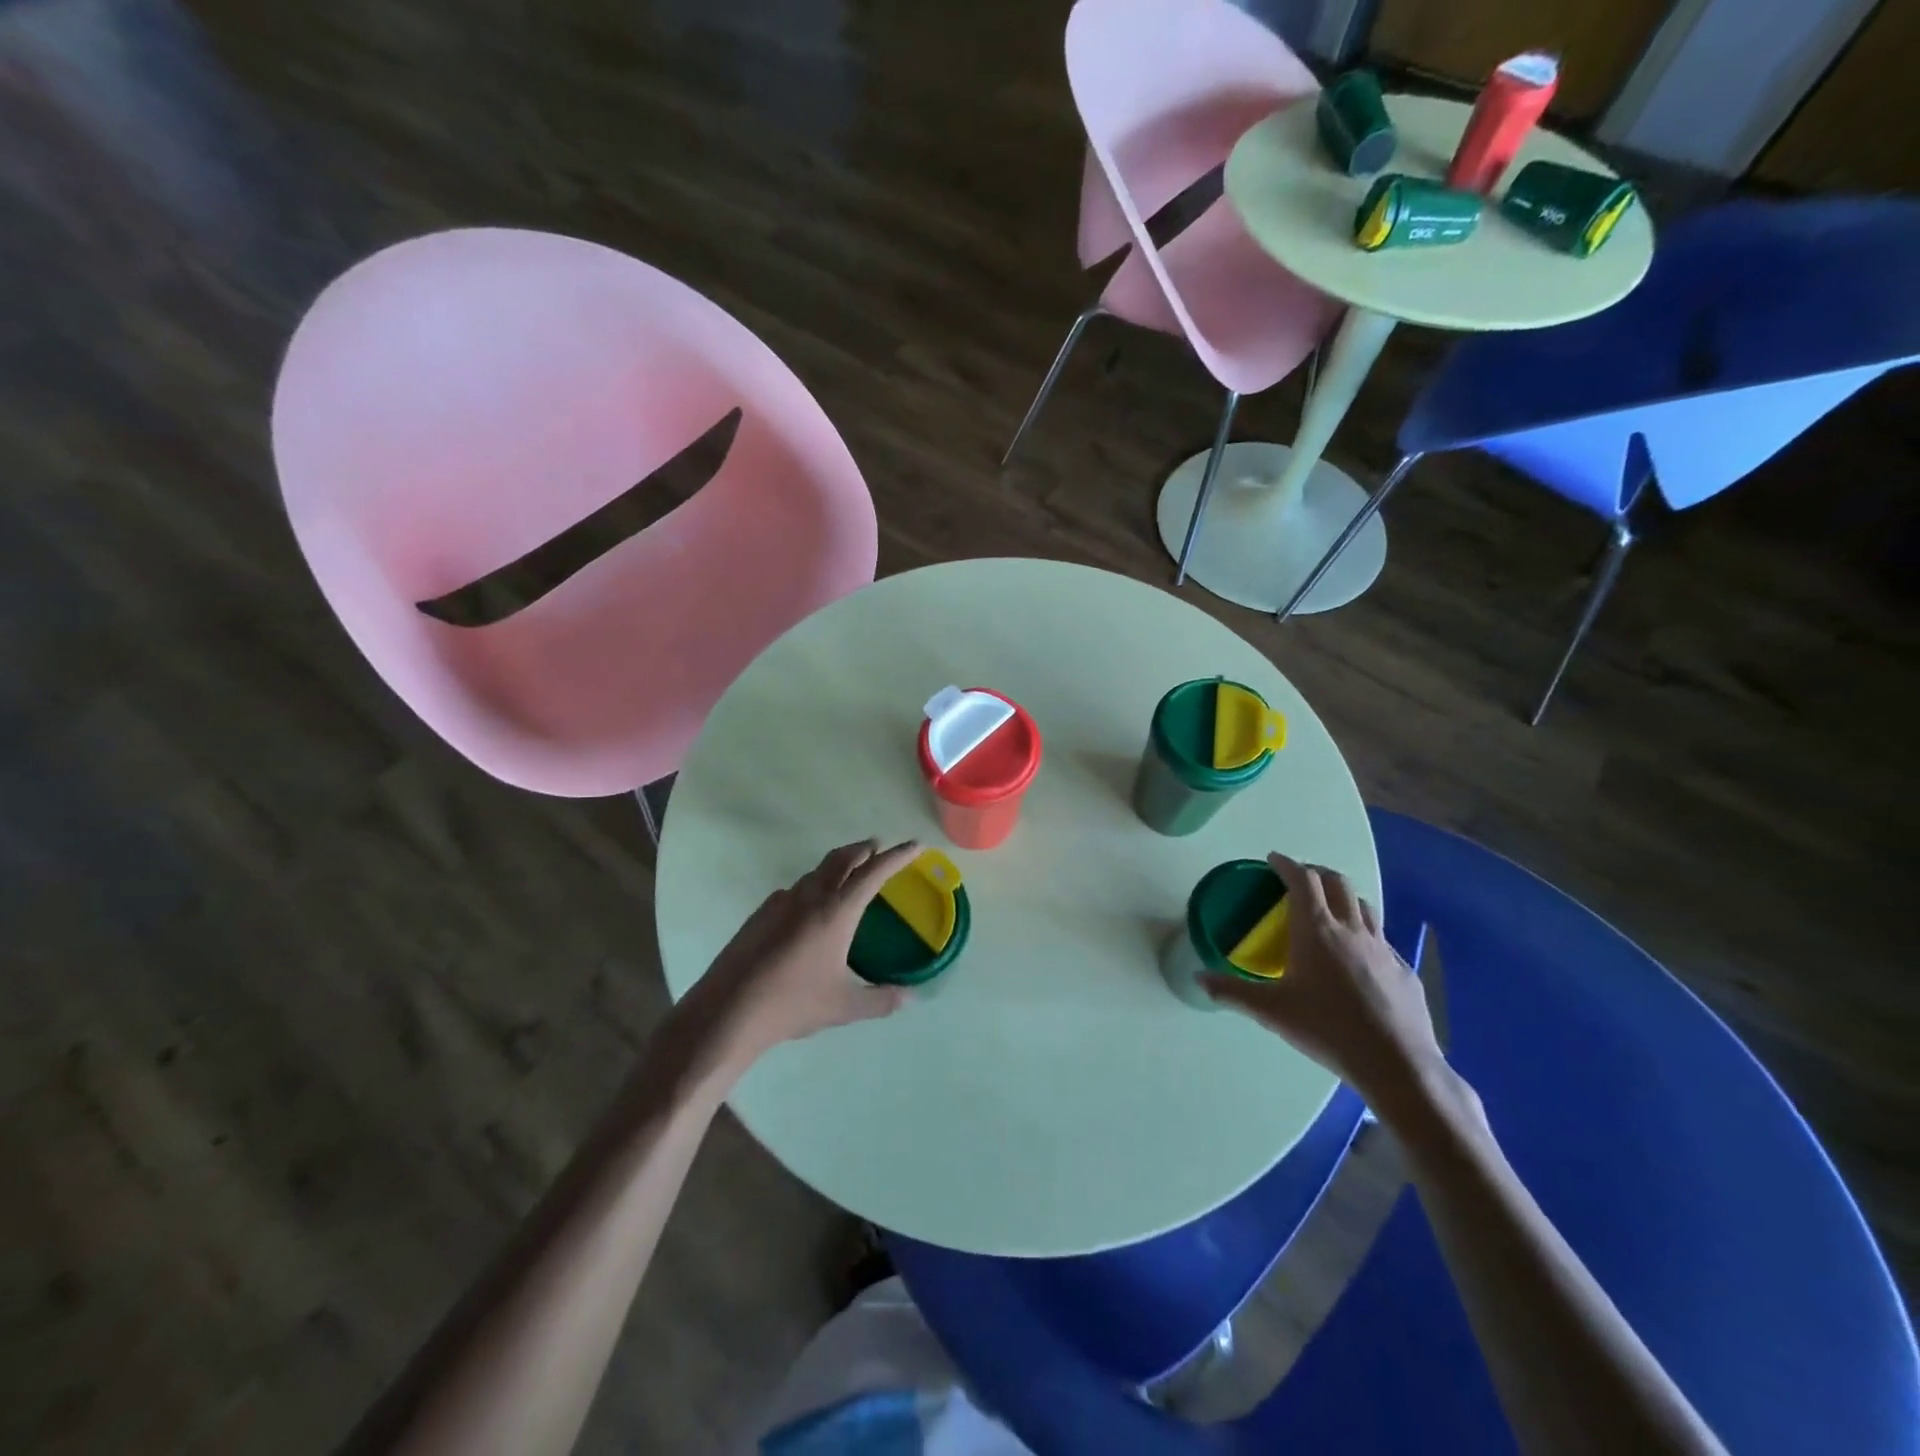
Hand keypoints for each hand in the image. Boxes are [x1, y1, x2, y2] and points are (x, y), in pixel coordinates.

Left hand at [681, 838, 920, 1079]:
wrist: (728, 1010)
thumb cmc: (792, 1004)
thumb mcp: (844, 1006)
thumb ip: (881, 1000)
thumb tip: (911, 998)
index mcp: (836, 911)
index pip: (874, 872)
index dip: (898, 856)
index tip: (915, 845)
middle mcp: (810, 896)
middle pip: (842, 858)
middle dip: (864, 850)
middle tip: (879, 849)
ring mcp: (781, 902)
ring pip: (817, 871)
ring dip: (838, 865)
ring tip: (849, 876)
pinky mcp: (761, 914)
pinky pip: (796, 889)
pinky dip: (814, 886)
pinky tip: (811, 910)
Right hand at [1202, 852, 1445, 1109]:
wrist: (1396, 1063)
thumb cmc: (1326, 1028)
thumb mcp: (1271, 1011)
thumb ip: (1232, 991)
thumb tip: (1197, 979)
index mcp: (1316, 930)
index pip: (1302, 880)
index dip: (1286, 864)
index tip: (1273, 860)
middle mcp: (1351, 929)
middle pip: (1337, 882)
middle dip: (1316, 872)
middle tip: (1299, 879)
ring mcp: (1382, 948)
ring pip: (1363, 905)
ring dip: (1343, 897)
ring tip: (1330, 909)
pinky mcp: (1403, 970)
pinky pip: (1381, 938)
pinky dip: (1364, 932)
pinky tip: (1358, 955)